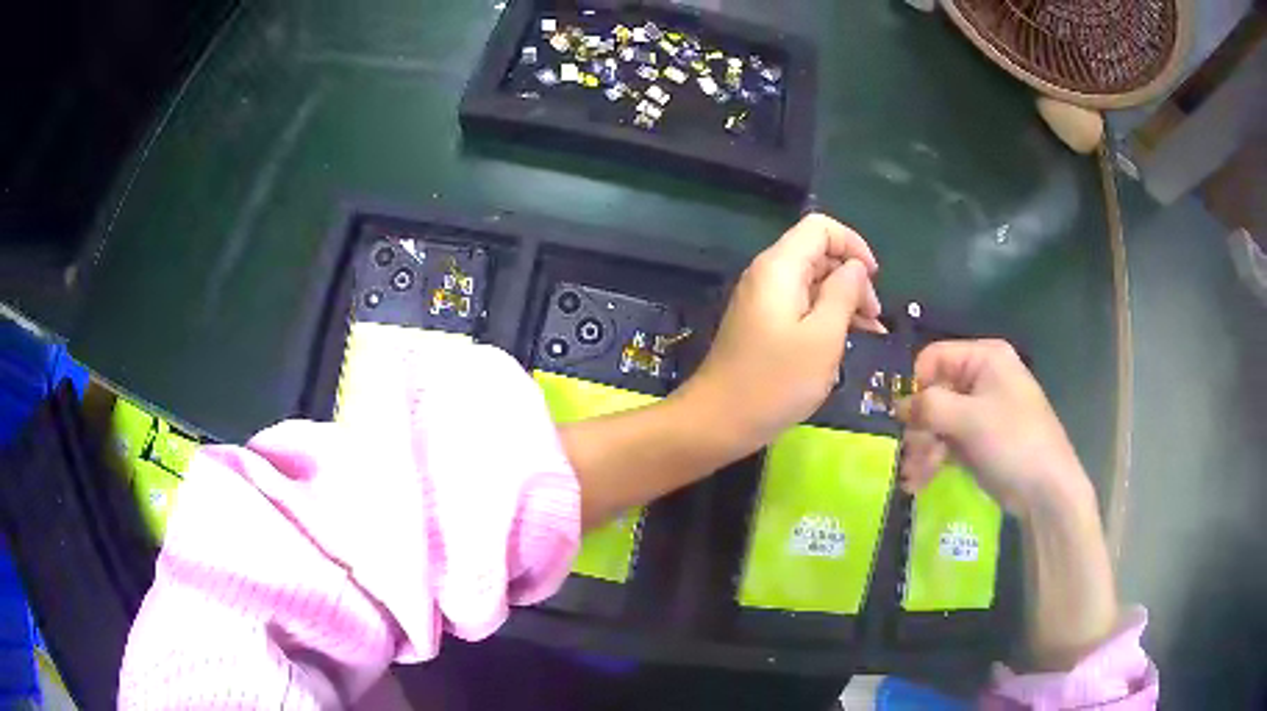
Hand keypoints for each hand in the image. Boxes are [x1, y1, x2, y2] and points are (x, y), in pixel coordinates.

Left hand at [673, 214, 882, 457]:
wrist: (718, 421)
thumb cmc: (775, 382)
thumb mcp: (823, 337)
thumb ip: (844, 293)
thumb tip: (855, 267)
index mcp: (779, 267)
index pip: (820, 227)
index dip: (853, 244)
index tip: (875, 279)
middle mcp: (768, 274)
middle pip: (818, 254)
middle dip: (852, 277)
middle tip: (874, 318)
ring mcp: (763, 300)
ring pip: (812, 282)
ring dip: (843, 300)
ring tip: (869, 333)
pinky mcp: (762, 323)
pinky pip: (800, 305)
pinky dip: (825, 316)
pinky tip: (845, 342)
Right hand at [896, 339, 1091, 517]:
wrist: (1046, 490)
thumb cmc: (1013, 442)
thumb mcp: (969, 419)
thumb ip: (929, 406)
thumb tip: (896, 405)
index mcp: (985, 358)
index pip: (933, 358)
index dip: (915, 385)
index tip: (901, 418)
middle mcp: (981, 378)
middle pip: (934, 393)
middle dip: (918, 427)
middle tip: (907, 456)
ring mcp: (980, 411)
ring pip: (937, 422)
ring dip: (922, 449)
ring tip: (912, 478)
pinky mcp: (978, 439)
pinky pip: (947, 442)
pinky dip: (933, 460)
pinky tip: (919, 482)